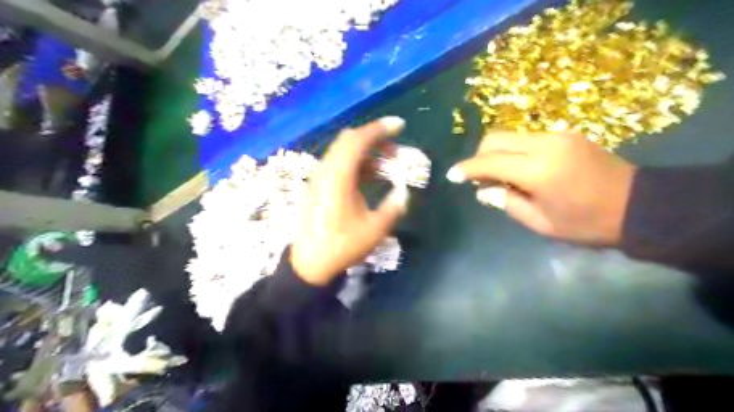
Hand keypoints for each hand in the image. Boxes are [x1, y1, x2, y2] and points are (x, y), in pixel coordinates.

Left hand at [292, 116, 406, 282]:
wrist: (310, 263)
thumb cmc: (342, 246)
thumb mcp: (374, 229)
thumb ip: (393, 207)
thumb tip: (404, 192)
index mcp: (338, 177)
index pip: (358, 140)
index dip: (380, 129)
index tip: (400, 125)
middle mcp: (326, 171)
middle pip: (350, 141)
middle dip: (375, 138)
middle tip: (396, 148)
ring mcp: (321, 178)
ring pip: (345, 152)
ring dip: (368, 152)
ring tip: (390, 164)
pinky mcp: (320, 186)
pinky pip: (340, 165)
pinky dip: (359, 164)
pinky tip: (373, 176)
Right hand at [448, 131, 636, 244]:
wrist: (640, 205)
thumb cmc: (588, 223)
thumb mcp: (542, 223)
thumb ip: (507, 203)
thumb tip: (484, 191)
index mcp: (537, 170)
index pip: (490, 162)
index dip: (467, 168)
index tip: (451, 176)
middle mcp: (544, 145)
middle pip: (496, 138)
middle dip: (479, 155)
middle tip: (478, 178)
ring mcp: (557, 135)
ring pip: (510, 135)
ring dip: (497, 153)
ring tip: (501, 177)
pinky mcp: (566, 134)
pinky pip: (527, 138)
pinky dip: (514, 150)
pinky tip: (521, 169)